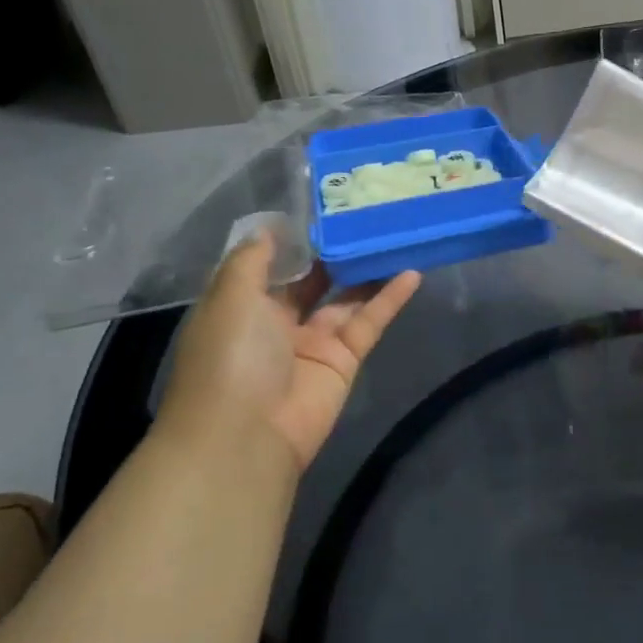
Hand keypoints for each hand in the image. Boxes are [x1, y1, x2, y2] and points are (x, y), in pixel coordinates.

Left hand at [153, 233, 420, 470]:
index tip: (324, 207)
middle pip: (313, 278)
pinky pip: (369, 322)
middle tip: (367, 215)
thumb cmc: (230, 356)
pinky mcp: (344, 360)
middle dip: (336, 251)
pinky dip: (390, 299)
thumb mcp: (231, 294)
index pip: (272, 264)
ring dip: (368, 270)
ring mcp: (313, 341)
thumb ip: (253, 259)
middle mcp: (277, 320)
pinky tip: (412, 273)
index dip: (296, 238)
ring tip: (395, 235)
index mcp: (243, 304)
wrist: (246, 435)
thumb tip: (271, 228)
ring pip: (346, 297)